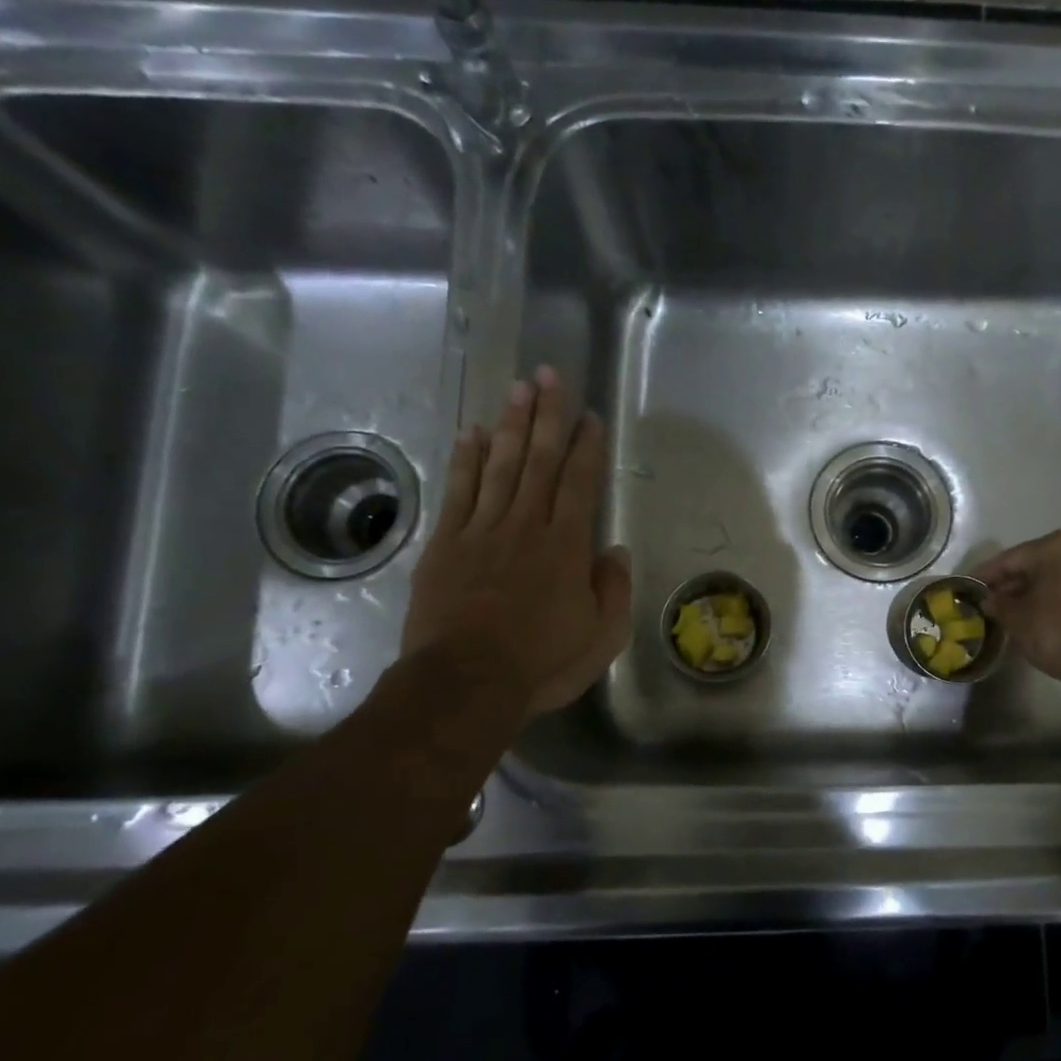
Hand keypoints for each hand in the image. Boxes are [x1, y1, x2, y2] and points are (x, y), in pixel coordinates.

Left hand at [401, 366, 631, 713]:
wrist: (465, 684)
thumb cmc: (542, 663)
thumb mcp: (601, 637)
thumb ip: (614, 589)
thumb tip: (614, 551)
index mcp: (566, 547)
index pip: (580, 484)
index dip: (586, 447)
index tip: (589, 415)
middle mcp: (525, 527)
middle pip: (539, 461)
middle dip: (547, 416)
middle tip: (549, 375)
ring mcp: (481, 532)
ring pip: (500, 467)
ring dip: (510, 425)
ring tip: (517, 388)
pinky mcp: (446, 545)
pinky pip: (459, 492)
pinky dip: (466, 461)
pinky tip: (472, 433)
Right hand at [974, 531, 1060, 692]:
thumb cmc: (1057, 631)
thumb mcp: (1017, 619)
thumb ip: (998, 604)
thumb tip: (989, 599)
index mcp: (1054, 547)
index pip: (1009, 559)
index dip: (985, 575)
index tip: (967, 586)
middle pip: (1033, 564)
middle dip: (1010, 582)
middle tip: (987, 600)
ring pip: (1052, 575)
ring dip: (1030, 590)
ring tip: (1008, 609)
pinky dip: (1050, 597)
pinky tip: (1035, 613)